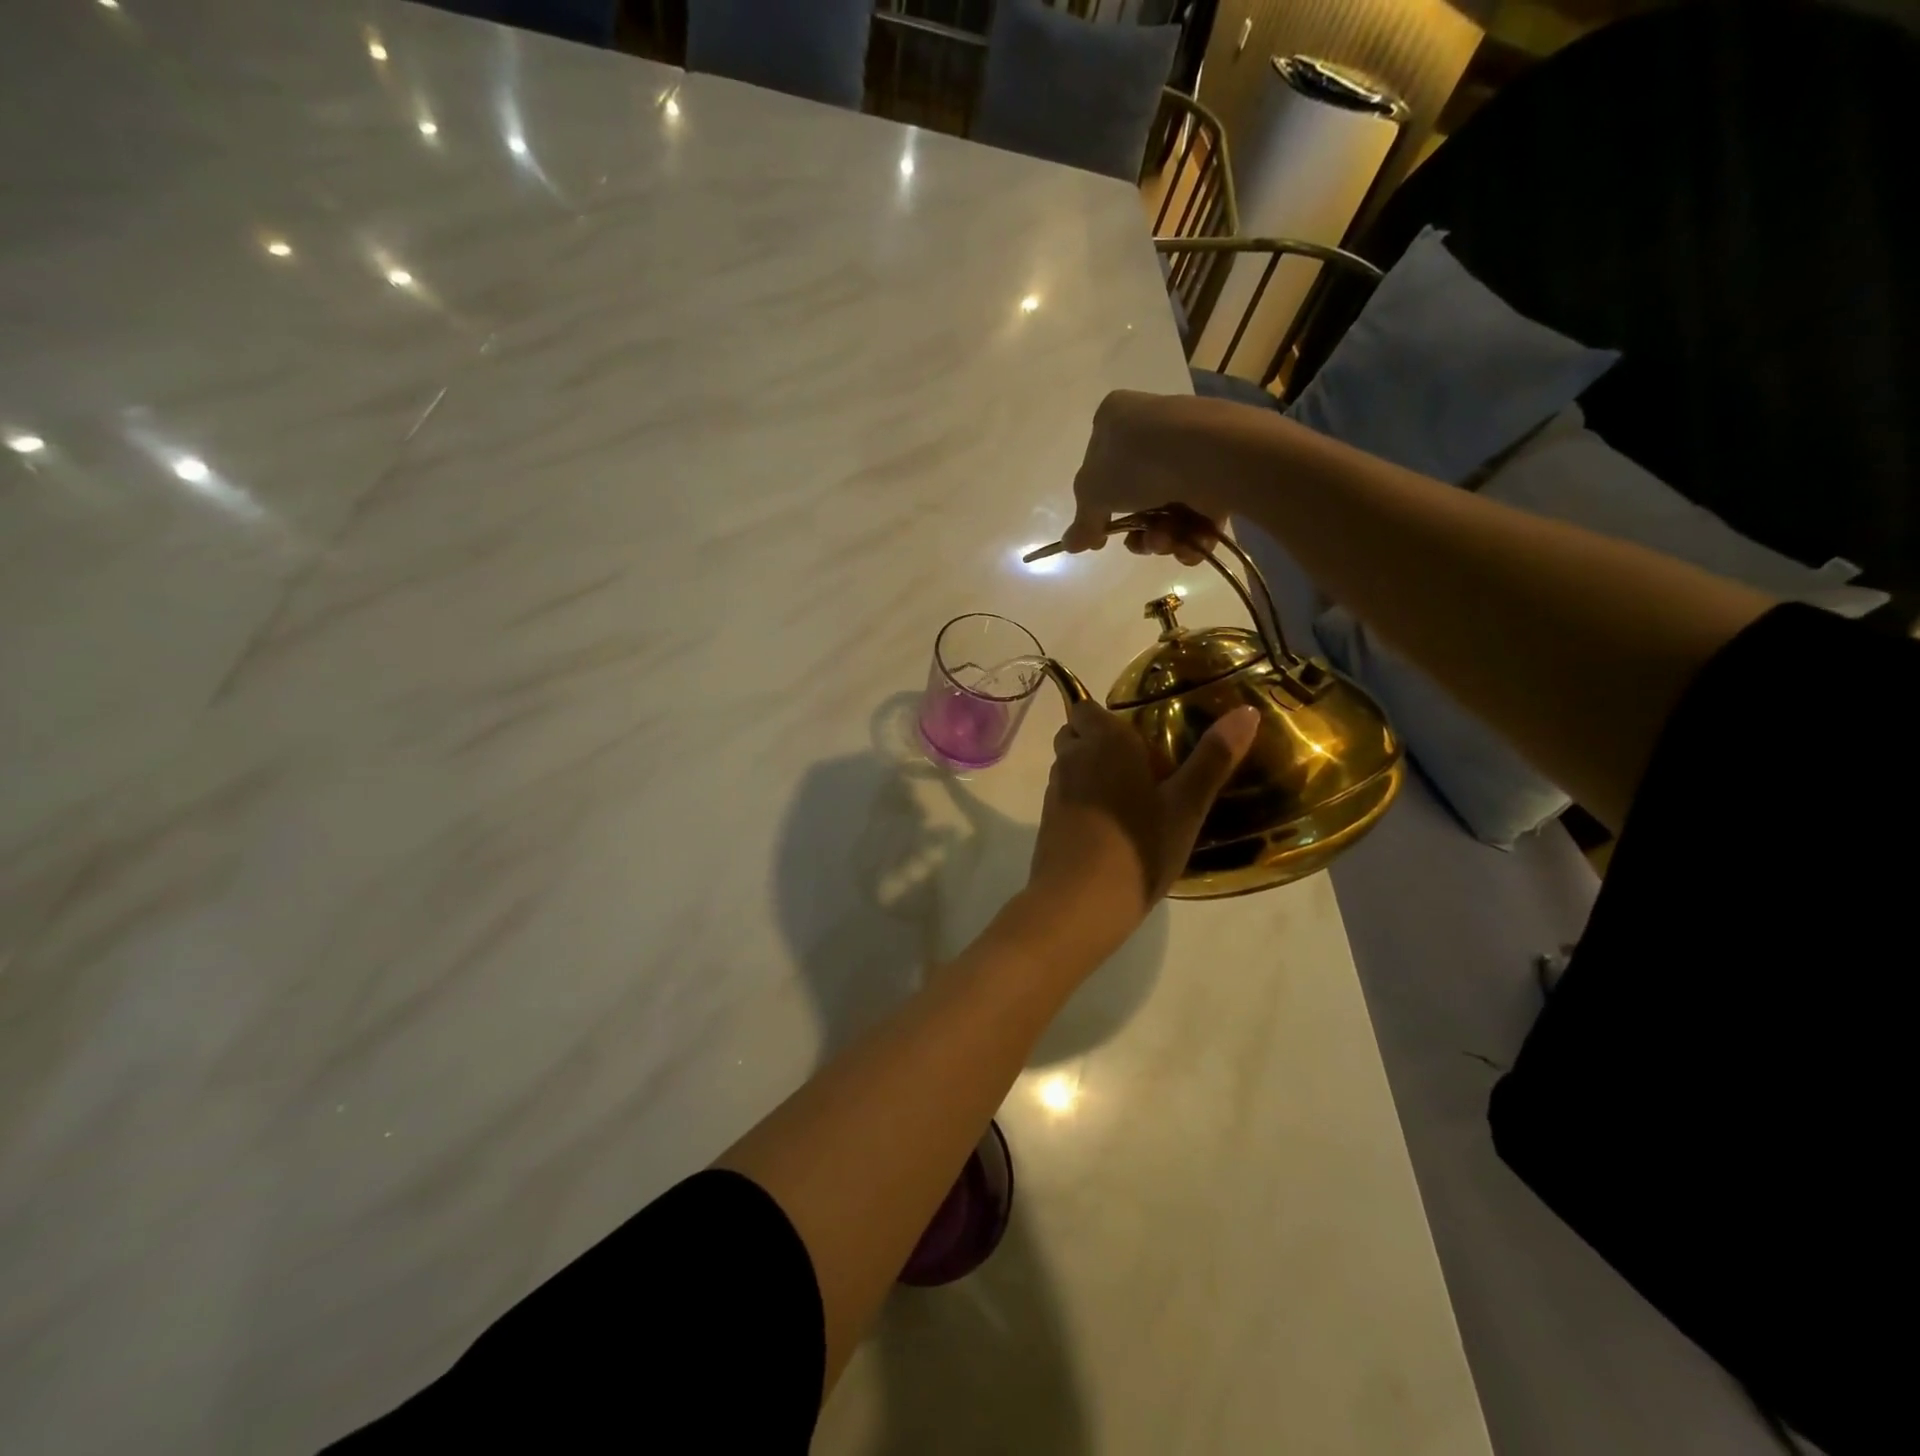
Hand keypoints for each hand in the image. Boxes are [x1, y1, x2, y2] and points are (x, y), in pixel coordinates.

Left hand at [1027, 701, 1260, 947]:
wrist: (1079, 904)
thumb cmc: (1139, 847)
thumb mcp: (1186, 806)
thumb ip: (1213, 758)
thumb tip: (1247, 710)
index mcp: (1105, 742)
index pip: (1087, 706)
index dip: (1110, 719)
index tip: (1142, 740)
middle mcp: (1072, 757)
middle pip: (1077, 733)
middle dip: (1101, 742)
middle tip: (1142, 769)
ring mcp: (1055, 790)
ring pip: (1070, 764)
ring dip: (1092, 771)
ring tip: (1132, 799)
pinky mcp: (1047, 820)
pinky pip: (1066, 794)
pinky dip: (1084, 799)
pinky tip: (1112, 827)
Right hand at [1063, 390, 1259, 564]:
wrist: (1208, 454)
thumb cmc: (1136, 462)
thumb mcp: (1093, 494)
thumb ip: (1082, 523)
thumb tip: (1069, 545)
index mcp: (1115, 418)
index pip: (1097, 464)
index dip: (1097, 506)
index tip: (1100, 538)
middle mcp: (1152, 428)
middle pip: (1135, 495)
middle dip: (1136, 530)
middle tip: (1139, 544)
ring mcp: (1189, 449)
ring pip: (1167, 508)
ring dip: (1163, 537)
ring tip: (1167, 543)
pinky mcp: (1221, 471)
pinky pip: (1199, 511)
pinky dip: (1193, 535)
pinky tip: (1191, 546)